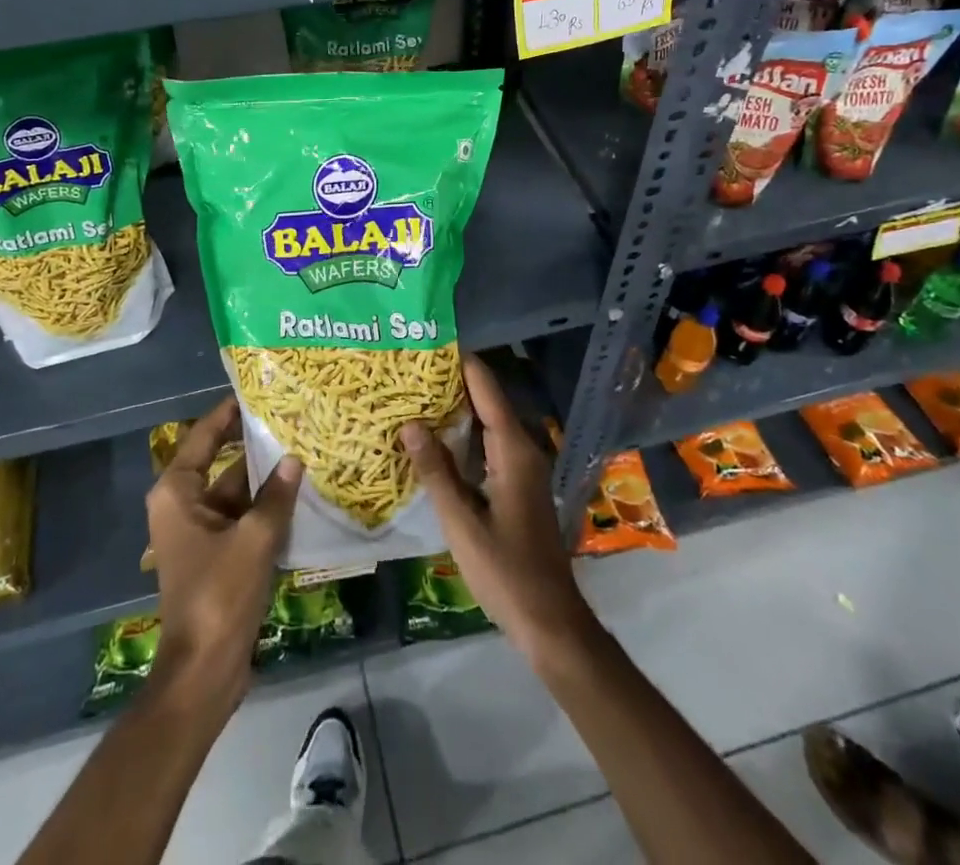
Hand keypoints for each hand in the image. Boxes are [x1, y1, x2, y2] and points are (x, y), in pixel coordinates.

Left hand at [145, 397, 301, 713]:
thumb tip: (295, 459)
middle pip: (221, 461)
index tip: (257, 390)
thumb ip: (276, 496)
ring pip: (236, 491)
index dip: (228, 412)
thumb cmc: (219, 595)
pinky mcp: (216, 554)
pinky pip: (242, 517)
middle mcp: (183, 504)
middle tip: (291, 418)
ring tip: (304, 449)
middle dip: (255, 444)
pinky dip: (265, 506)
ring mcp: (199, 531)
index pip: (204, 435)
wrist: (203, 671)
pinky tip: (299, 494)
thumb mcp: (254, 539)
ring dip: (265, 478)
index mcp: (177, 492)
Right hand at [402, 355, 597, 669]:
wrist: (550, 619)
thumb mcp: (461, 523)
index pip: (486, 388)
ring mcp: (524, 467)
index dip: (461, 362)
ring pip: (489, 422)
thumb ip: (436, 471)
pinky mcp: (519, 484)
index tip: (430, 340)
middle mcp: (523, 449)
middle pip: (488, 400)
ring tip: (417, 392)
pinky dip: (465, 432)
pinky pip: (491, 443)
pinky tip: (437, 437)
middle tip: (411, 367)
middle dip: (453, 381)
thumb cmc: (505, 571)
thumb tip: (410, 423)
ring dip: (457, 407)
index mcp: (513, 450)